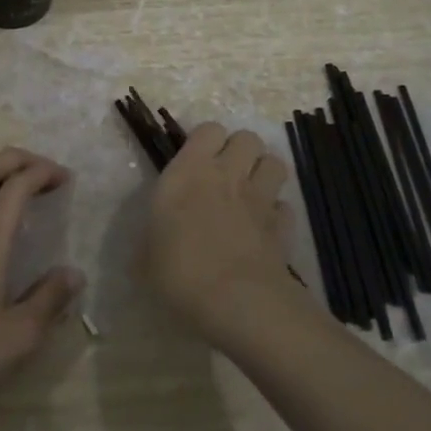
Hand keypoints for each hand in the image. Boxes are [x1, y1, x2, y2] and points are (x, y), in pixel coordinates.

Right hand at [140, 123, 294, 334]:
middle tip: (226, 173)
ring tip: (250, 191)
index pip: (208, 129)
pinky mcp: (283, 226)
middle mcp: (228, 174)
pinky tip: (265, 228)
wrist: (236, 301)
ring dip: (264, 172)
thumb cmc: (179, 272)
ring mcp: (260, 198)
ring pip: (275, 163)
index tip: (196, 160)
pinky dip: (277, 213)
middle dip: (240, 150)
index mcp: (189, 171)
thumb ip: (151, 238)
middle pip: (247, 137)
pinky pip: (285, 206)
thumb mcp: (145, 256)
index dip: (206, 141)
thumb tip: (151, 242)